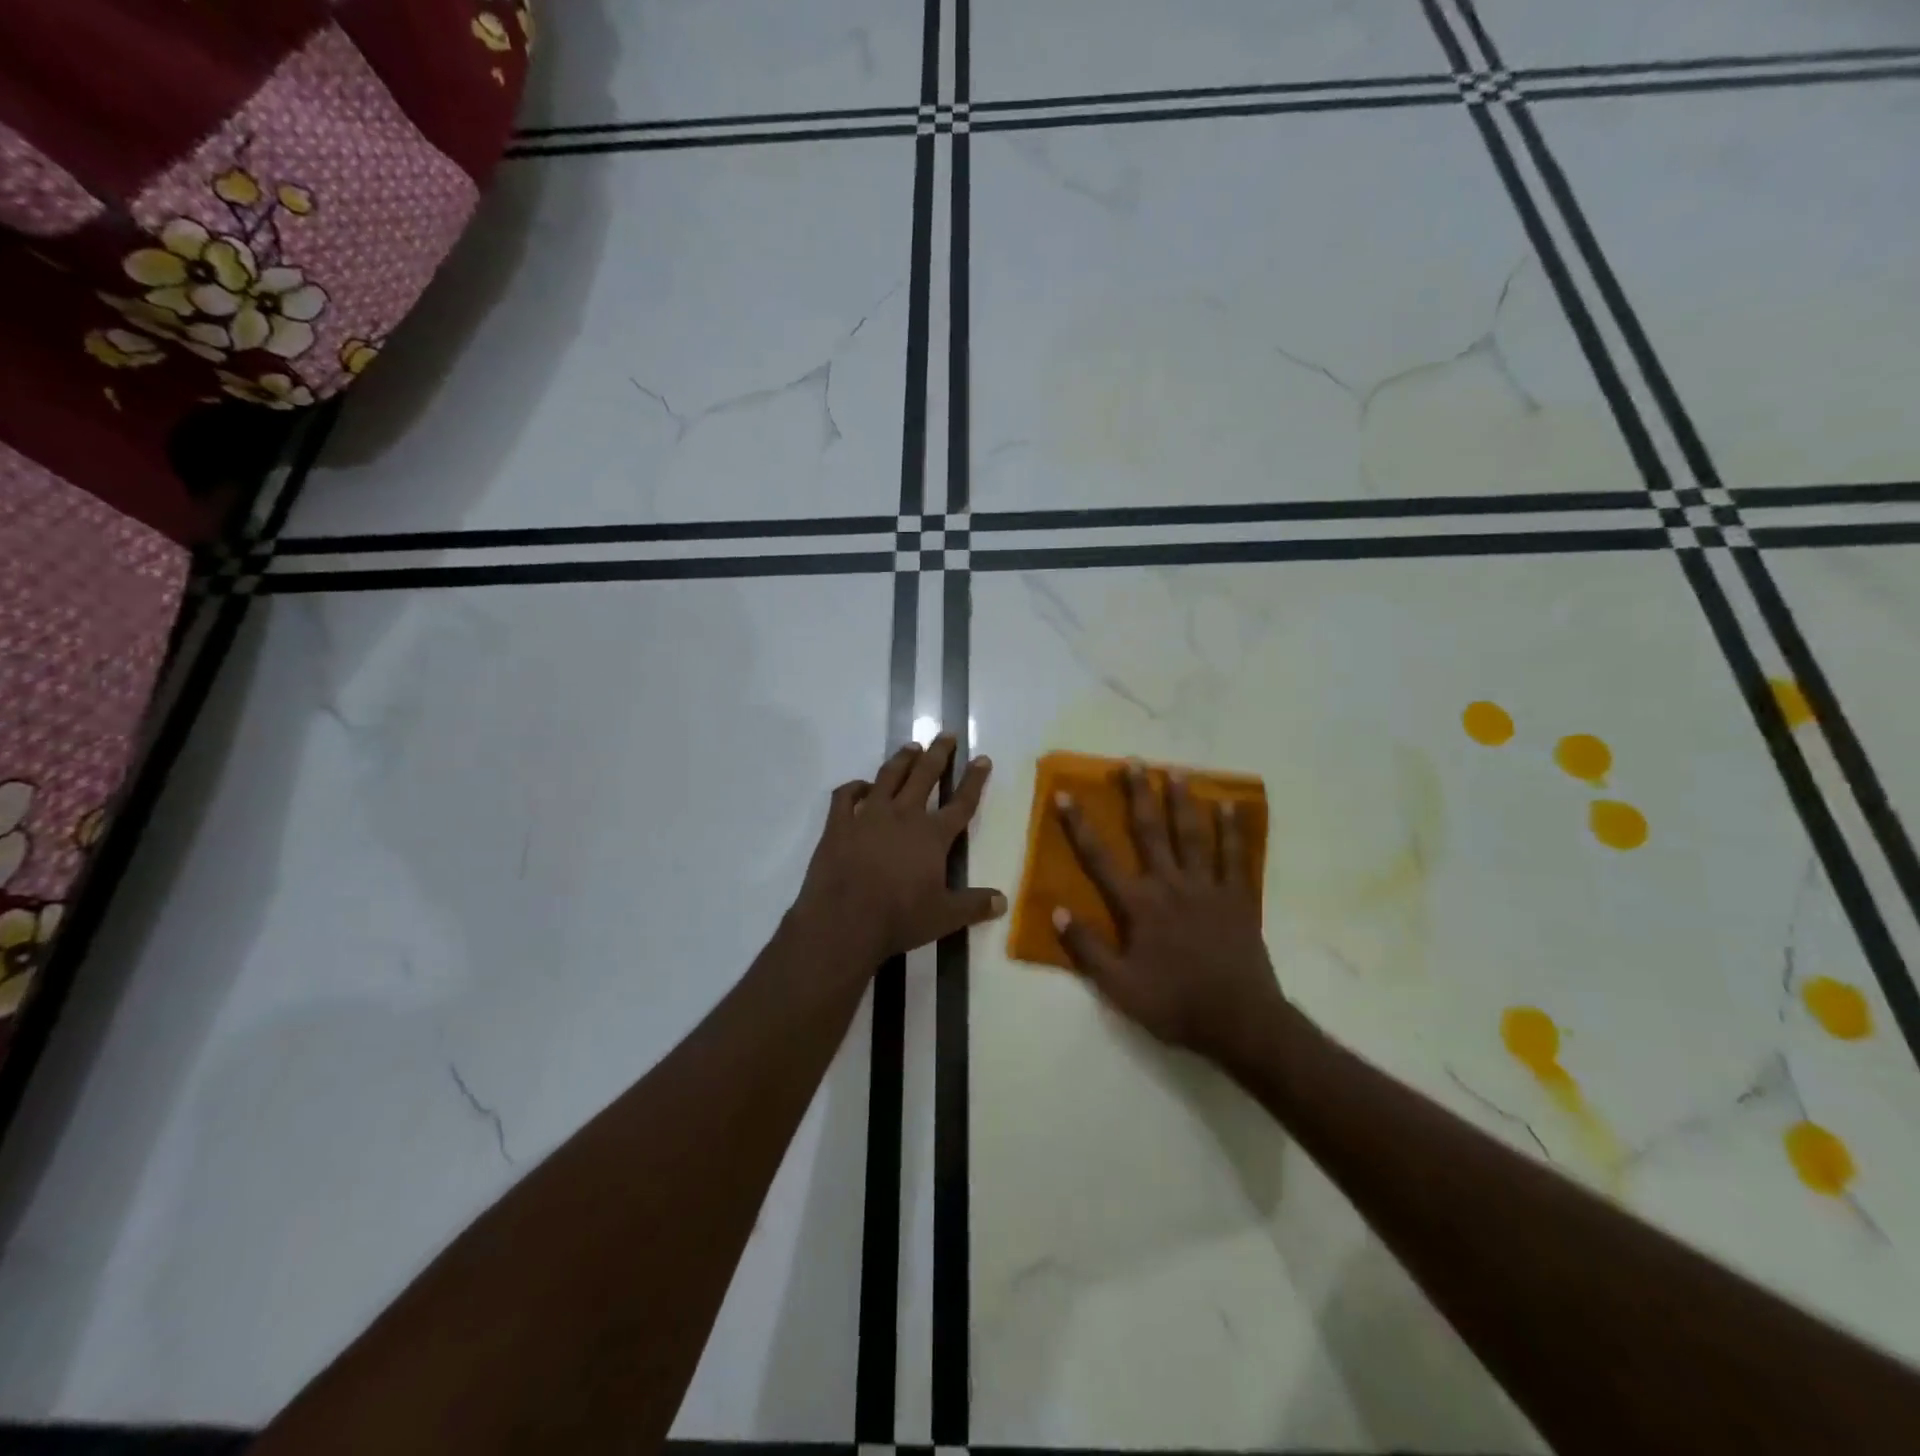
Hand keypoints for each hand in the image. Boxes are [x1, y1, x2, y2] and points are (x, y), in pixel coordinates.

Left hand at [793, 734, 1005, 966]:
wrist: (843, 921)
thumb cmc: (899, 918)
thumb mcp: (944, 917)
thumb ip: (974, 905)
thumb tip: (1004, 901)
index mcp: (932, 835)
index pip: (961, 802)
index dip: (974, 780)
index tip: (982, 758)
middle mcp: (903, 816)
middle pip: (924, 776)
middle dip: (938, 753)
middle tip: (946, 734)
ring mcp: (868, 816)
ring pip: (888, 776)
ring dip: (902, 760)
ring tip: (911, 747)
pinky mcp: (838, 824)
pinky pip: (846, 796)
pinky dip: (855, 787)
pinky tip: (862, 786)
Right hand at [1054, 763, 1285, 1066]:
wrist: (1239, 1021)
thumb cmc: (1174, 1003)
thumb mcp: (1118, 986)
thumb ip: (1087, 948)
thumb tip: (1057, 910)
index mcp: (1139, 905)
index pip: (1100, 858)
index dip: (1079, 826)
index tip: (1065, 794)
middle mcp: (1170, 885)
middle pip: (1150, 832)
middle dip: (1138, 795)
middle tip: (1133, 762)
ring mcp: (1207, 888)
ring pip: (1192, 834)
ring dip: (1182, 801)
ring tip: (1176, 771)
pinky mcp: (1238, 897)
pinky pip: (1234, 856)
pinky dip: (1231, 829)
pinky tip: (1229, 805)